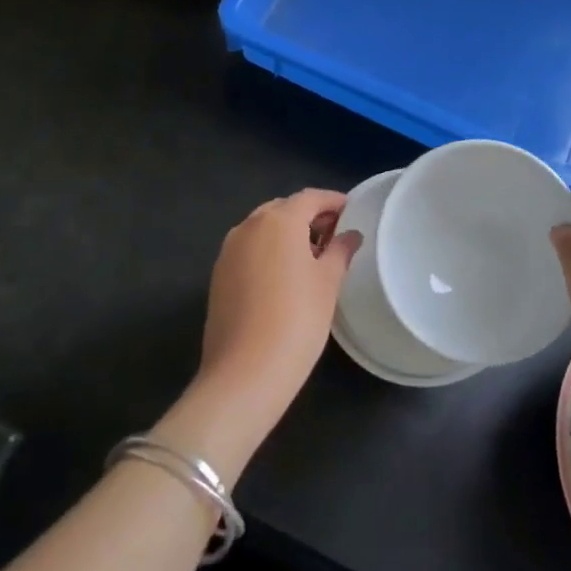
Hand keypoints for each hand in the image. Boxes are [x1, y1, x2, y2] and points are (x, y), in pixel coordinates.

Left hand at [198, 189, 359, 424]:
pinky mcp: (219, 275)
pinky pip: (249, 249)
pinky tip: (285, 276)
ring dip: (287, 234)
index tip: (351, 210)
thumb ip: (340, 251)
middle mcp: (249, 226)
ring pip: (263, 228)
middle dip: (309, 216)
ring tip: (312, 257)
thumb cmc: (297, 320)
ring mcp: (229, 250)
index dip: (332, 201)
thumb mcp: (328, 283)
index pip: (310, 197)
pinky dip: (269, 251)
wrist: (244, 373)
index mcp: (278, 220)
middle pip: (284, 209)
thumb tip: (349, 235)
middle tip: (334, 234)